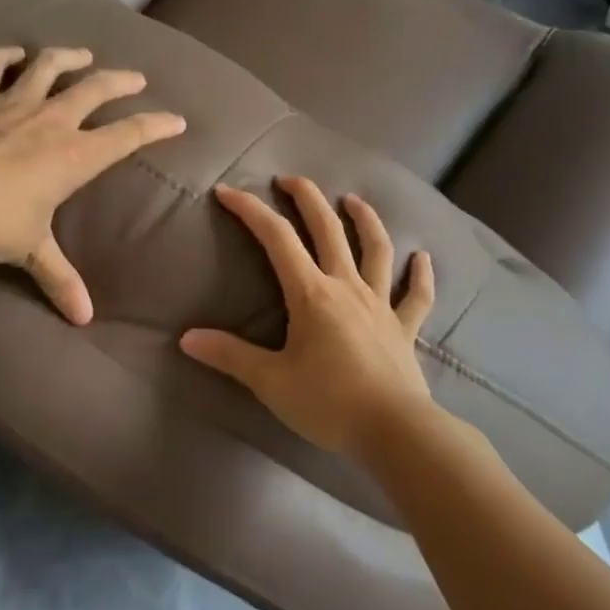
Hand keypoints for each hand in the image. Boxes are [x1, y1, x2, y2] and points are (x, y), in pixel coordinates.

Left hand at [0, 46, 185, 324]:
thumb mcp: (31, 251)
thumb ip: (60, 279)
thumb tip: (84, 319)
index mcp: (74, 156)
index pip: (128, 135)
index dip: (156, 126)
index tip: (177, 120)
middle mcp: (52, 121)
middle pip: (96, 88)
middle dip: (122, 81)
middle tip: (136, 78)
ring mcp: (13, 104)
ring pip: (49, 66)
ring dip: (69, 56)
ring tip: (83, 53)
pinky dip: (6, 56)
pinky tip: (15, 53)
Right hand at [180, 176, 435, 457]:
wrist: (395, 431)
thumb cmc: (328, 403)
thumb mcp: (270, 381)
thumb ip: (230, 356)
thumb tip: (186, 338)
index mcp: (311, 294)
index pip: (276, 239)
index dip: (250, 211)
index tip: (227, 192)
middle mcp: (347, 286)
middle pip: (328, 229)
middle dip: (307, 198)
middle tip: (290, 179)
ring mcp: (380, 304)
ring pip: (376, 249)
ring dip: (365, 220)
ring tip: (352, 200)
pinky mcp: (404, 327)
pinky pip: (416, 296)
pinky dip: (420, 275)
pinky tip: (422, 258)